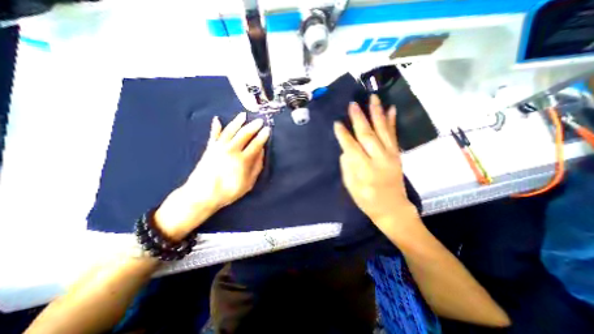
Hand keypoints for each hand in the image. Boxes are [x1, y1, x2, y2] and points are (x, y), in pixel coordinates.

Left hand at [152, 114, 268, 240]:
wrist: (202, 195)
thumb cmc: (229, 191)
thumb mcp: (249, 183)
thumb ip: (257, 166)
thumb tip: (261, 152)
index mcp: (243, 159)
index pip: (256, 144)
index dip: (263, 136)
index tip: (268, 129)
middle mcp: (231, 150)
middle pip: (244, 134)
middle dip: (253, 126)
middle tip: (260, 120)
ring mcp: (219, 147)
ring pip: (230, 130)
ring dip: (237, 122)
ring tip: (244, 115)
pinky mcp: (209, 148)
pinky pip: (214, 135)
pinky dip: (216, 127)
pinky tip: (217, 119)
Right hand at [332, 95, 419, 233]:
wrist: (392, 208)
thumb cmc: (367, 200)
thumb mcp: (351, 187)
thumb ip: (347, 167)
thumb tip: (345, 149)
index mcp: (364, 170)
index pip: (351, 147)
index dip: (343, 135)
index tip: (337, 123)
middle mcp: (378, 159)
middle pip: (367, 135)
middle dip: (359, 118)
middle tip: (352, 104)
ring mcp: (390, 155)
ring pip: (382, 130)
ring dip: (377, 113)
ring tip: (373, 98)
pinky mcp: (397, 155)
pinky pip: (394, 135)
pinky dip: (392, 121)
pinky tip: (391, 109)